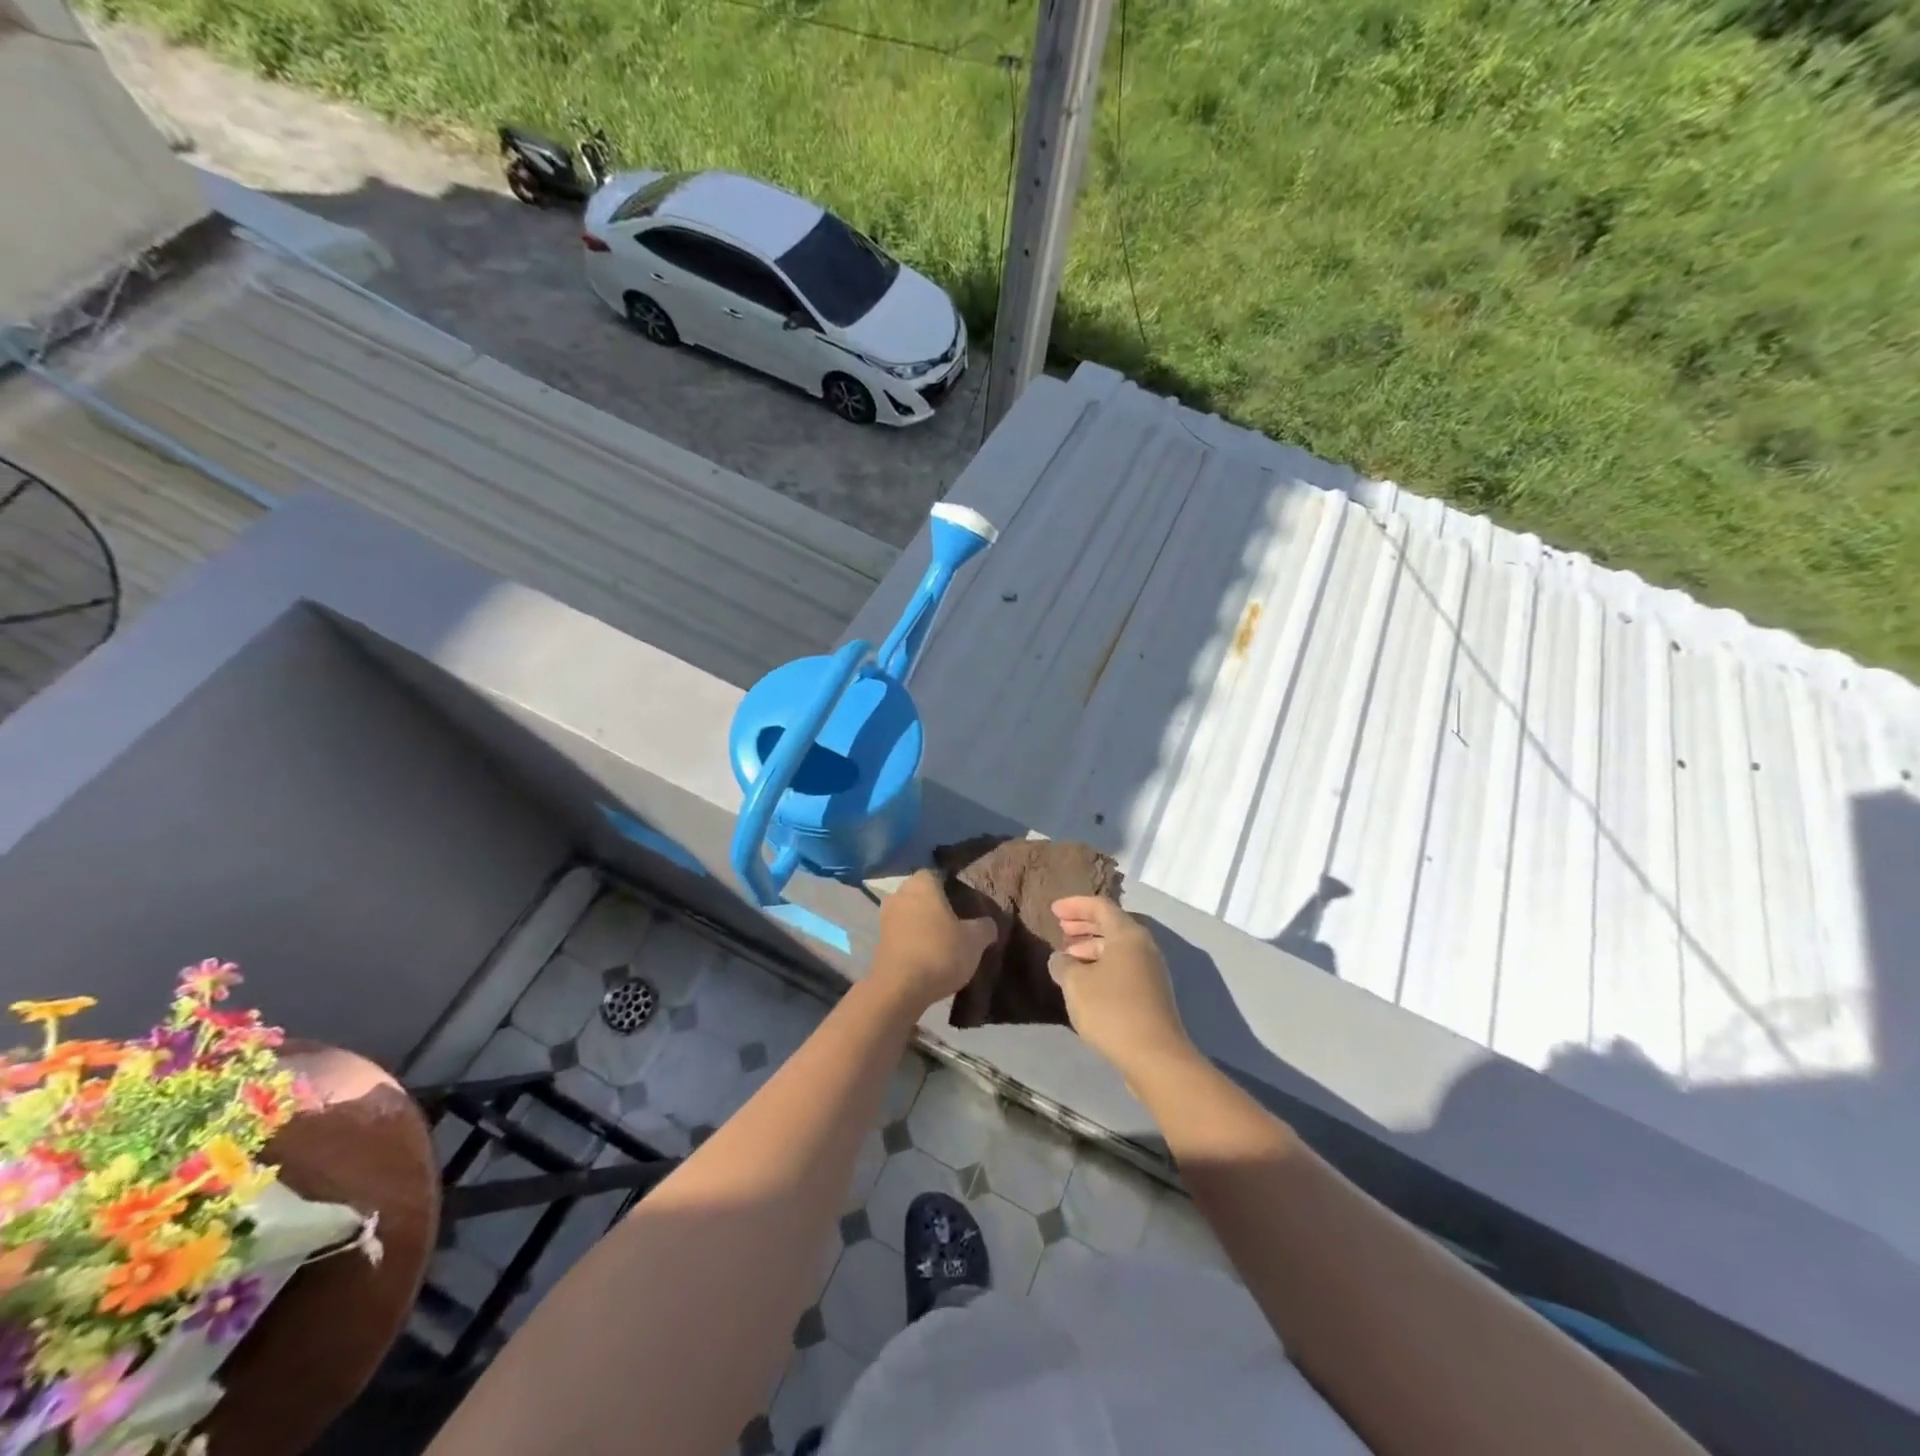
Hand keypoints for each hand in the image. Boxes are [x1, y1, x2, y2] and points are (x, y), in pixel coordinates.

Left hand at [872, 870, 999, 1012]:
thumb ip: (985, 927)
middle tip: (959, 921)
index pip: (938, 874)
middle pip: (922, 894)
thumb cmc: (940, 952)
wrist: (899, 989)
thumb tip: (989, 924)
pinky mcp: (879, 941)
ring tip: (945, 941)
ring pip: (910, 914)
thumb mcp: (974, 940)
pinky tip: (928, 955)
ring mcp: (885, 918)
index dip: (953, 886)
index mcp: (922, 884)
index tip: (966, 902)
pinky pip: (901, 933)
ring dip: (923, 924)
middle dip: (937, 905)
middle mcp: (899, 894)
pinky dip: (913, 940)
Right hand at [1050, 896, 1196, 1081]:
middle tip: (1060, 928)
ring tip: (1068, 956)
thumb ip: (1063, 965)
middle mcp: (1144, 947)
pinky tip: (1085, 981)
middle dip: (1084, 924)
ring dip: (1091, 946)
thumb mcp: (1076, 984)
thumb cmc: (1111, 1010)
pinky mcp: (1151, 993)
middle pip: (1111, 925)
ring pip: (1117, 948)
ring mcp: (1151, 971)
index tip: (1053, 910)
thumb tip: (1060, 959)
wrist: (1155, 1056)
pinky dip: (1102, 964)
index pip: (1100, 906)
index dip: (1075, 905)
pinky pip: (1123, 966)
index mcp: (1128, 935)